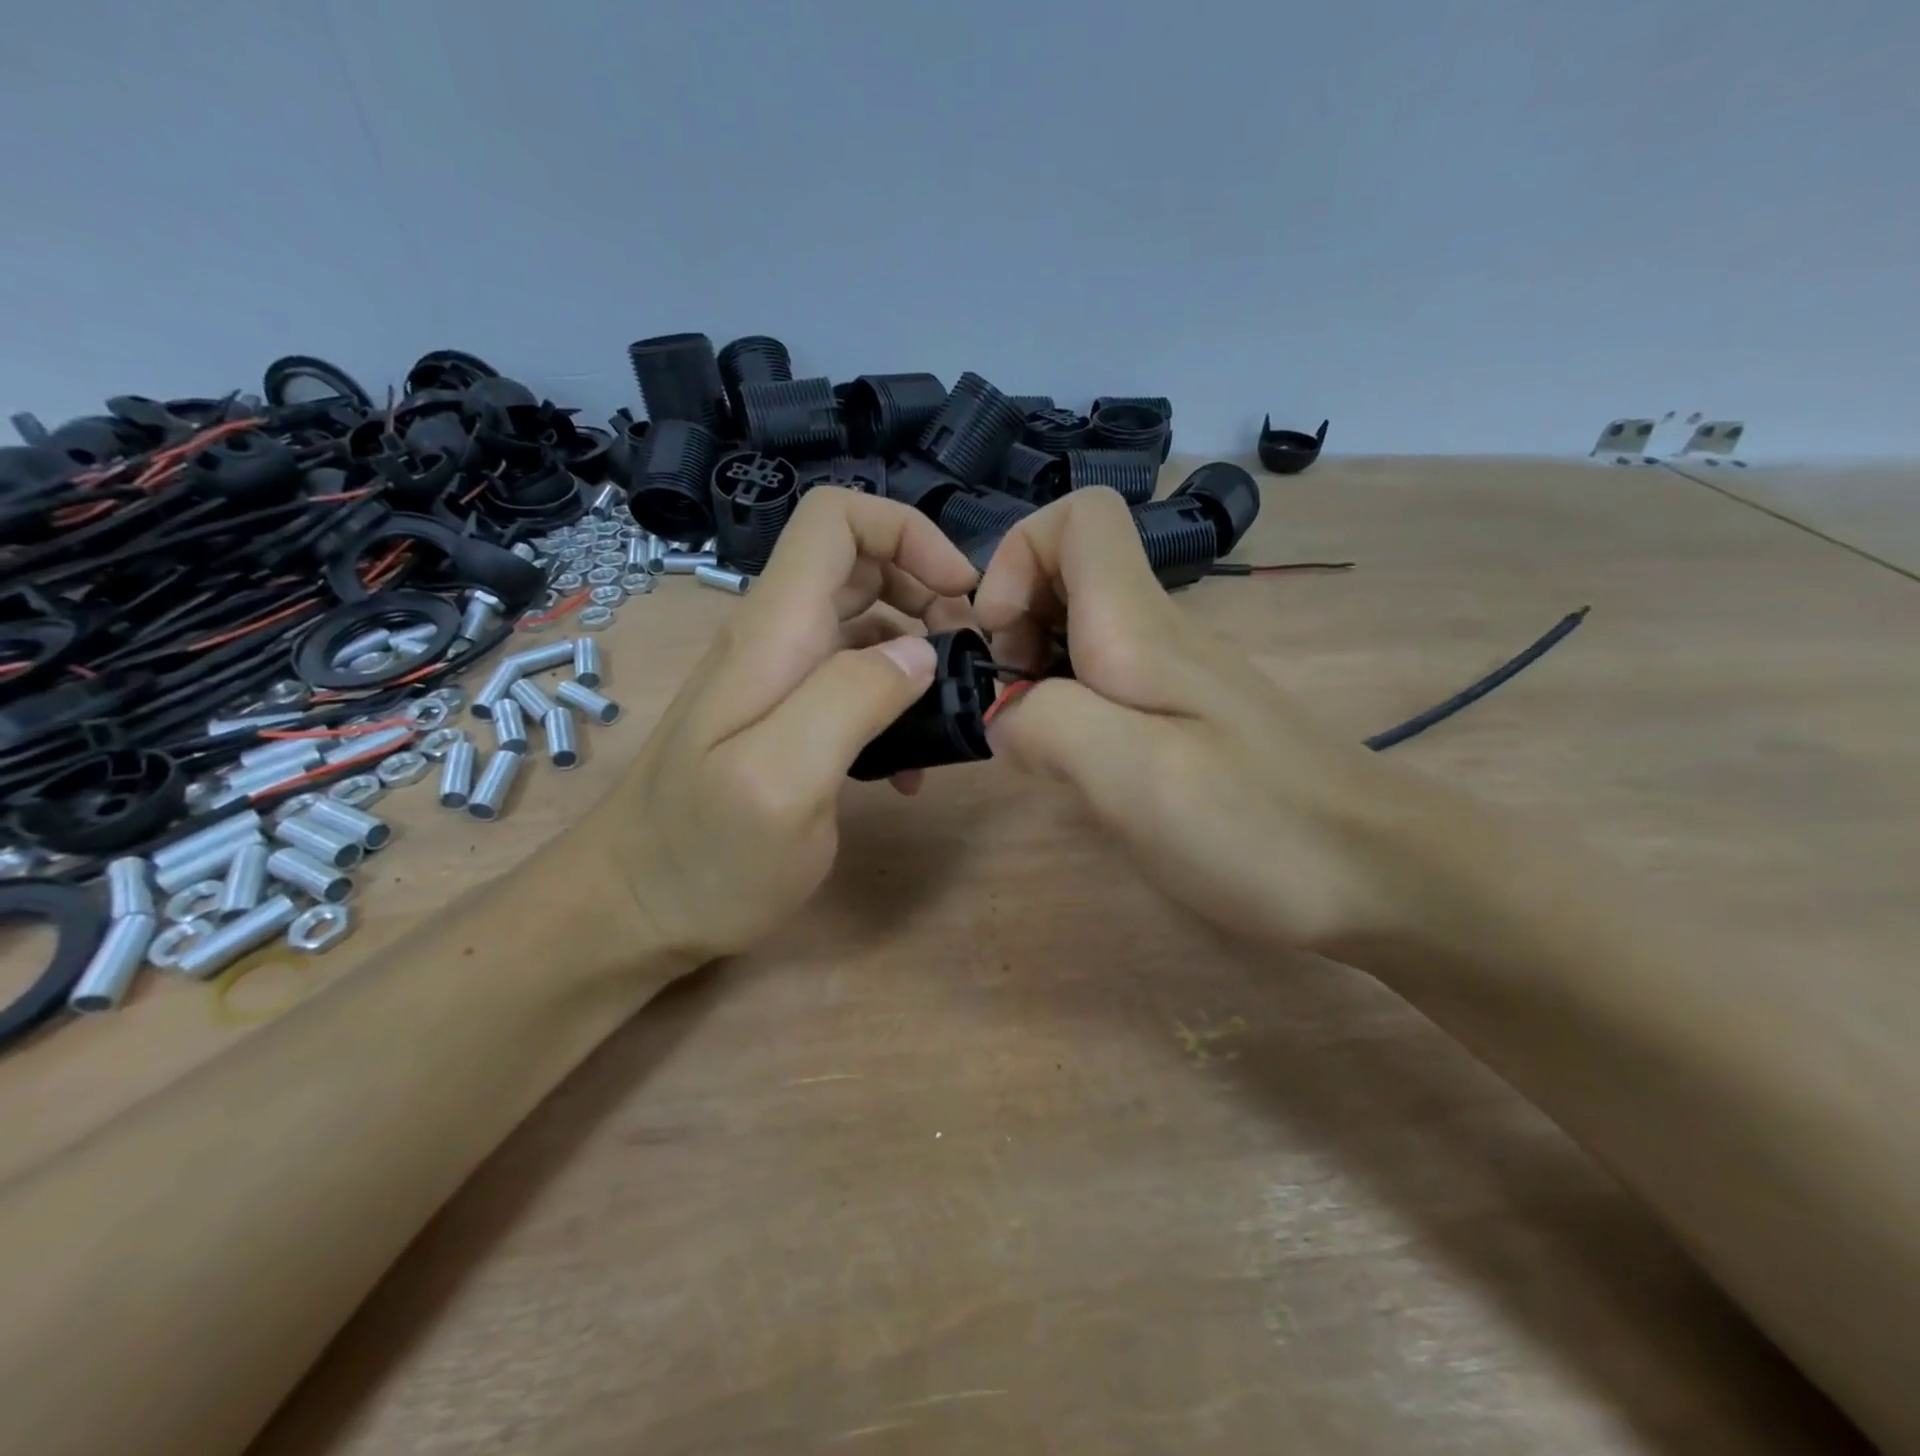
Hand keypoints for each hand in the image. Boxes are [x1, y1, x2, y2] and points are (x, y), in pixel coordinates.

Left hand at [596, 489, 977, 962]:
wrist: (632, 910)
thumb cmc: (704, 856)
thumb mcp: (784, 783)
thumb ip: (851, 701)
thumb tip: (921, 653)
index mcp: (773, 632)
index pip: (836, 520)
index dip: (907, 533)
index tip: (961, 594)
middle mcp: (775, 639)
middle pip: (860, 563)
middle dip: (927, 590)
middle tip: (971, 657)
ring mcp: (779, 681)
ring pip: (864, 623)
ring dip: (919, 649)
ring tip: (954, 709)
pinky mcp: (787, 721)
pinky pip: (853, 682)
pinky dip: (895, 700)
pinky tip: (910, 765)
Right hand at [974, 488, 1423, 950]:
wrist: (1383, 877)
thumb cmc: (1255, 823)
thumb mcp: (1131, 774)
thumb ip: (1045, 723)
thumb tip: (1004, 712)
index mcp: (1139, 627)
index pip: (1078, 518)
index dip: (1016, 557)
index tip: (998, 638)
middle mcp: (1158, 636)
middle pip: (1069, 574)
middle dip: (1014, 624)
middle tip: (1011, 705)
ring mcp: (1178, 681)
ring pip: (1083, 634)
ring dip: (1037, 675)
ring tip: (1040, 747)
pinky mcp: (1189, 724)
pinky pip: (1108, 687)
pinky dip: (1072, 713)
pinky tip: (1084, 772)